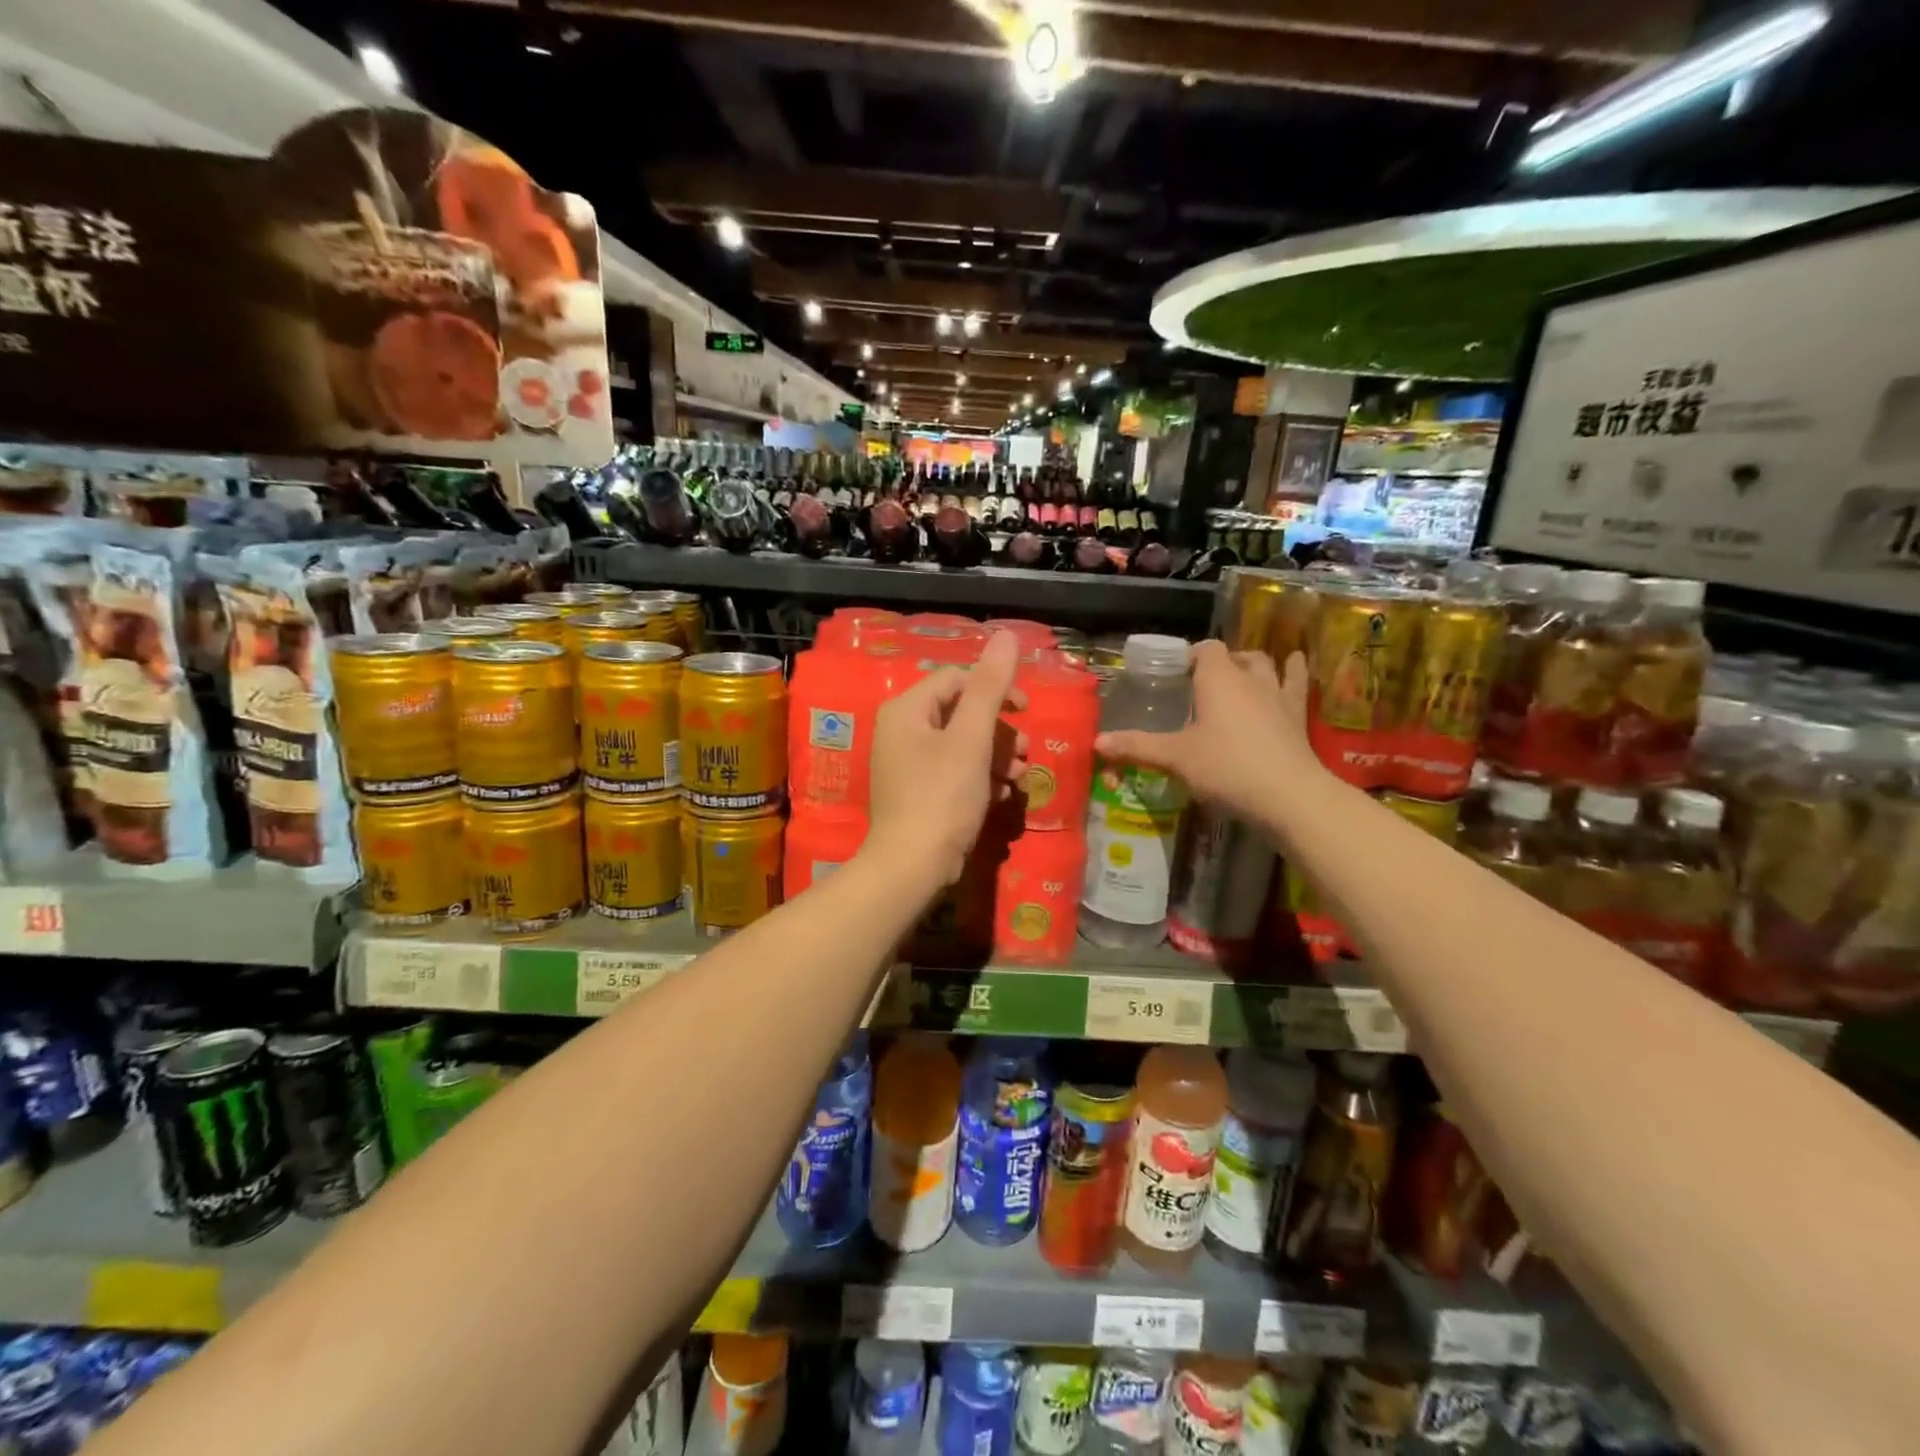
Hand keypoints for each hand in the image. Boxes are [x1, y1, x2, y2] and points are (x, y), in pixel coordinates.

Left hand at [864, 631, 1028, 893]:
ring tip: (1019, 775)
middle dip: (998, 730)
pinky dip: (979, 777)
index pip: (956, 679)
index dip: (996, 690)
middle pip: (960, 712)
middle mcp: (899, 730)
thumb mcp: (971, 738)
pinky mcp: (915, 792)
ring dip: (995, 755)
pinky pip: (952, 771)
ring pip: (960, 744)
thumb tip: (1007, 635)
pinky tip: (1002, 794)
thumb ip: (990, 686)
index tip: (1026, 712)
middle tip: (1024, 752)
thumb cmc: (942, 796)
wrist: (911, 867)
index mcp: (906, 709)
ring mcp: (905, 764)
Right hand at [1095, 641, 1328, 823]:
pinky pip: (1298, 684)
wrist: (1288, 795)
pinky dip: (1295, 671)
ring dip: (1254, 665)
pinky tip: (1296, 664)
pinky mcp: (1298, 716)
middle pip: (1236, 656)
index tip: (1177, 672)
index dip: (1191, 656)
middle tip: (1204, 683)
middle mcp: (1249, 678)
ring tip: (1243, 674)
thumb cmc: (1225, 767)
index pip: (1206, 649)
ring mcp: (1278, 695)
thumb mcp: (1175, 758)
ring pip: (1267, 665)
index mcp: (1217, 679)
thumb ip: (1137, 747)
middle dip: (1221, 663)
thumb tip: (1096, 742)